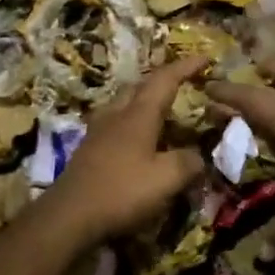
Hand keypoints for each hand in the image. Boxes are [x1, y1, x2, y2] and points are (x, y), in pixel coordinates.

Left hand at [48, 57, 208, 245]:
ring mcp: (98, 131)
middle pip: (140, 87)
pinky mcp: (88, 150)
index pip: (165, 80)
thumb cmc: (121, 192)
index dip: (186, 67)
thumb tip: (200, 156)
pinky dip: (132, 123)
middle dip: (162, 81)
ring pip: (124, 104)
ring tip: (162, 112)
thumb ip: (189, 163)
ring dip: (144, 101)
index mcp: (138, 115)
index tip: (205, 58)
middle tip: (183, 85)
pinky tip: (137, 140)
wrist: (68, 216)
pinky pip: (115, 124)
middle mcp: (116, 115)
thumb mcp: (166, 180)